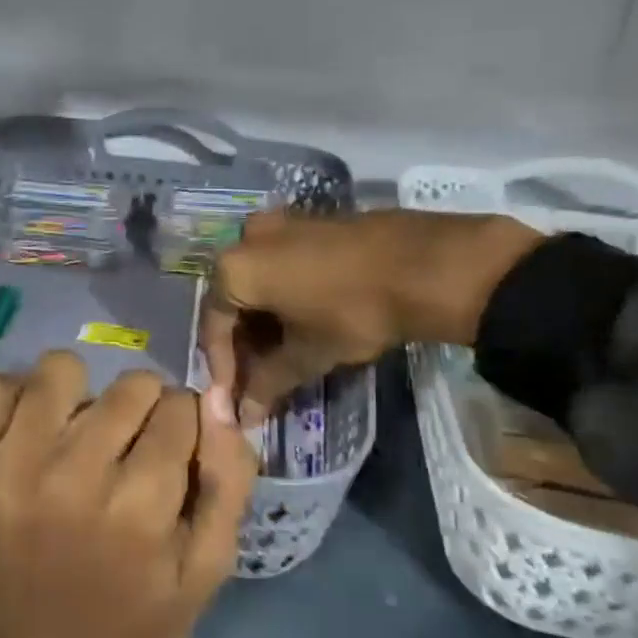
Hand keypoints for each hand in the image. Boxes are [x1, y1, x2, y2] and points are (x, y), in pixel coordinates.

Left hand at [0, 358, 253, 637]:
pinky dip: (13, 398)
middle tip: (130, 452)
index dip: (186, 427)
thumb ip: (228, 481)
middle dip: (145, 410)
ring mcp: (10, 472)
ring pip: (61, 370)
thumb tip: (216, 399)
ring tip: (80, 435)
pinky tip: (30, 433)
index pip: (181, 409)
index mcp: (139, 510)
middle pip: (131, 386)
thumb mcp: (206, 571)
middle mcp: (73, 479)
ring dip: (83, 395)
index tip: (174, 456)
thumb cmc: (133, 630)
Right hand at [201, 208, 543, 424]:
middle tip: (259, 381)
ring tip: (282, 357)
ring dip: (264, 322)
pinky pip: (281, 264)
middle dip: (244, 345)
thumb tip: (244, 416)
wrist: (424, 264)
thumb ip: (268, 385)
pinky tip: (302, 323)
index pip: (213, 326)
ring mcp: (281, 223)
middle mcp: (247, 237)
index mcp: (235, 268)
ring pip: (259, 281)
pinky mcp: (311, 221)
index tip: (235, 399)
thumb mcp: (307, 355)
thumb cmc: (353, 312)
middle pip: (234, 300)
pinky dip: (283, 296)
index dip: (223, 368)